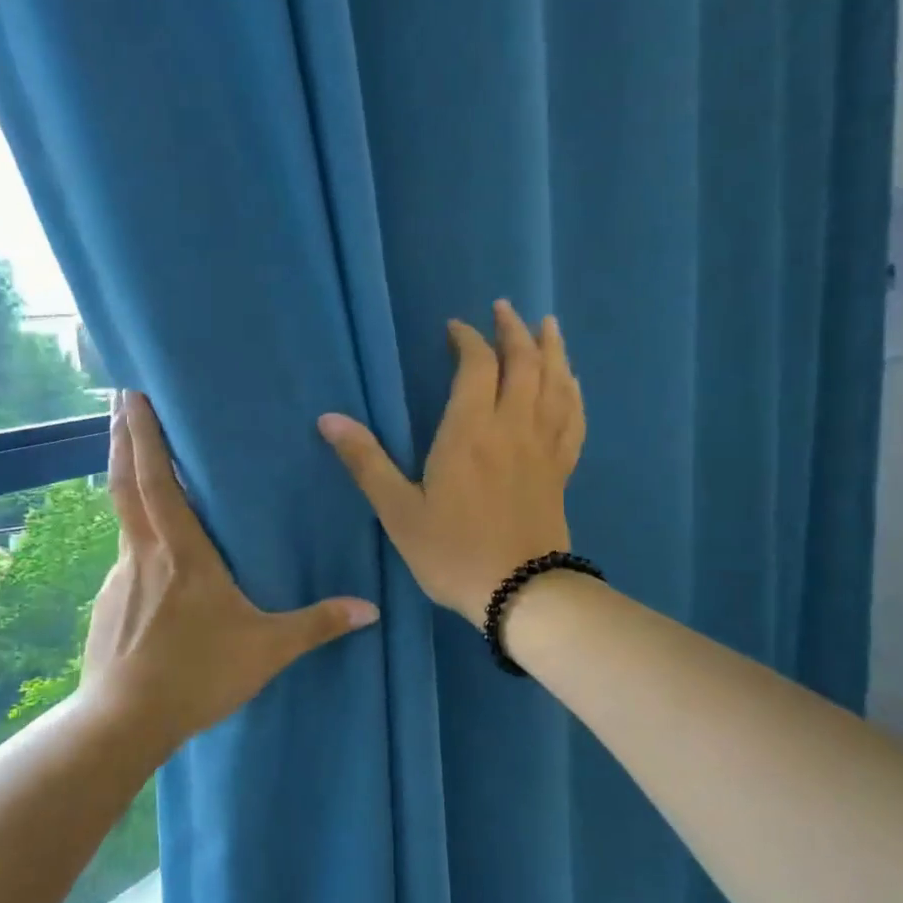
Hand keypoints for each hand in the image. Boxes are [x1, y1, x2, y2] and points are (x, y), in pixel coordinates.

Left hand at [80, 392, 380, 752]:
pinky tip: (152, 563)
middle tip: (117, 399)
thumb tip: (370, 609)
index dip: (143, 434)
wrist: (123, 722)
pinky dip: (136, 539)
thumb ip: (317, 625)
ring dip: (127, 483)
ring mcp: (119, 577)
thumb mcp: (266, 650)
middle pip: (125, 482)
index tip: (131, 392)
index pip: (156, 479)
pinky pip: (127, 558)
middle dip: (120, 436)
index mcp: (181, 552)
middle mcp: (144, 553)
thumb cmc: (196, 675)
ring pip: (124, 518)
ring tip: (140, 467)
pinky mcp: (107, 604)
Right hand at [319, 300, 584, 627]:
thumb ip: (366, 462)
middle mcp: (512, 427)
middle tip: (504, 309)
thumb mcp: (397, 511)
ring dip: (551, 349)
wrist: (520, 593)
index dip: (468, 340)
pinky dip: (572, 392)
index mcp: (470, 431)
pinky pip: (573, 418)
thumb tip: (328, 419)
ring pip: (556, 384)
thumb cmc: (452, 552)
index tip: (455, 328)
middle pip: (523, 363)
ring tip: (547, 325)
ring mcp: (543, 447)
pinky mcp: (562, 470)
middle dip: (513, 331)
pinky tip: (571, 383)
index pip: (477, 366)